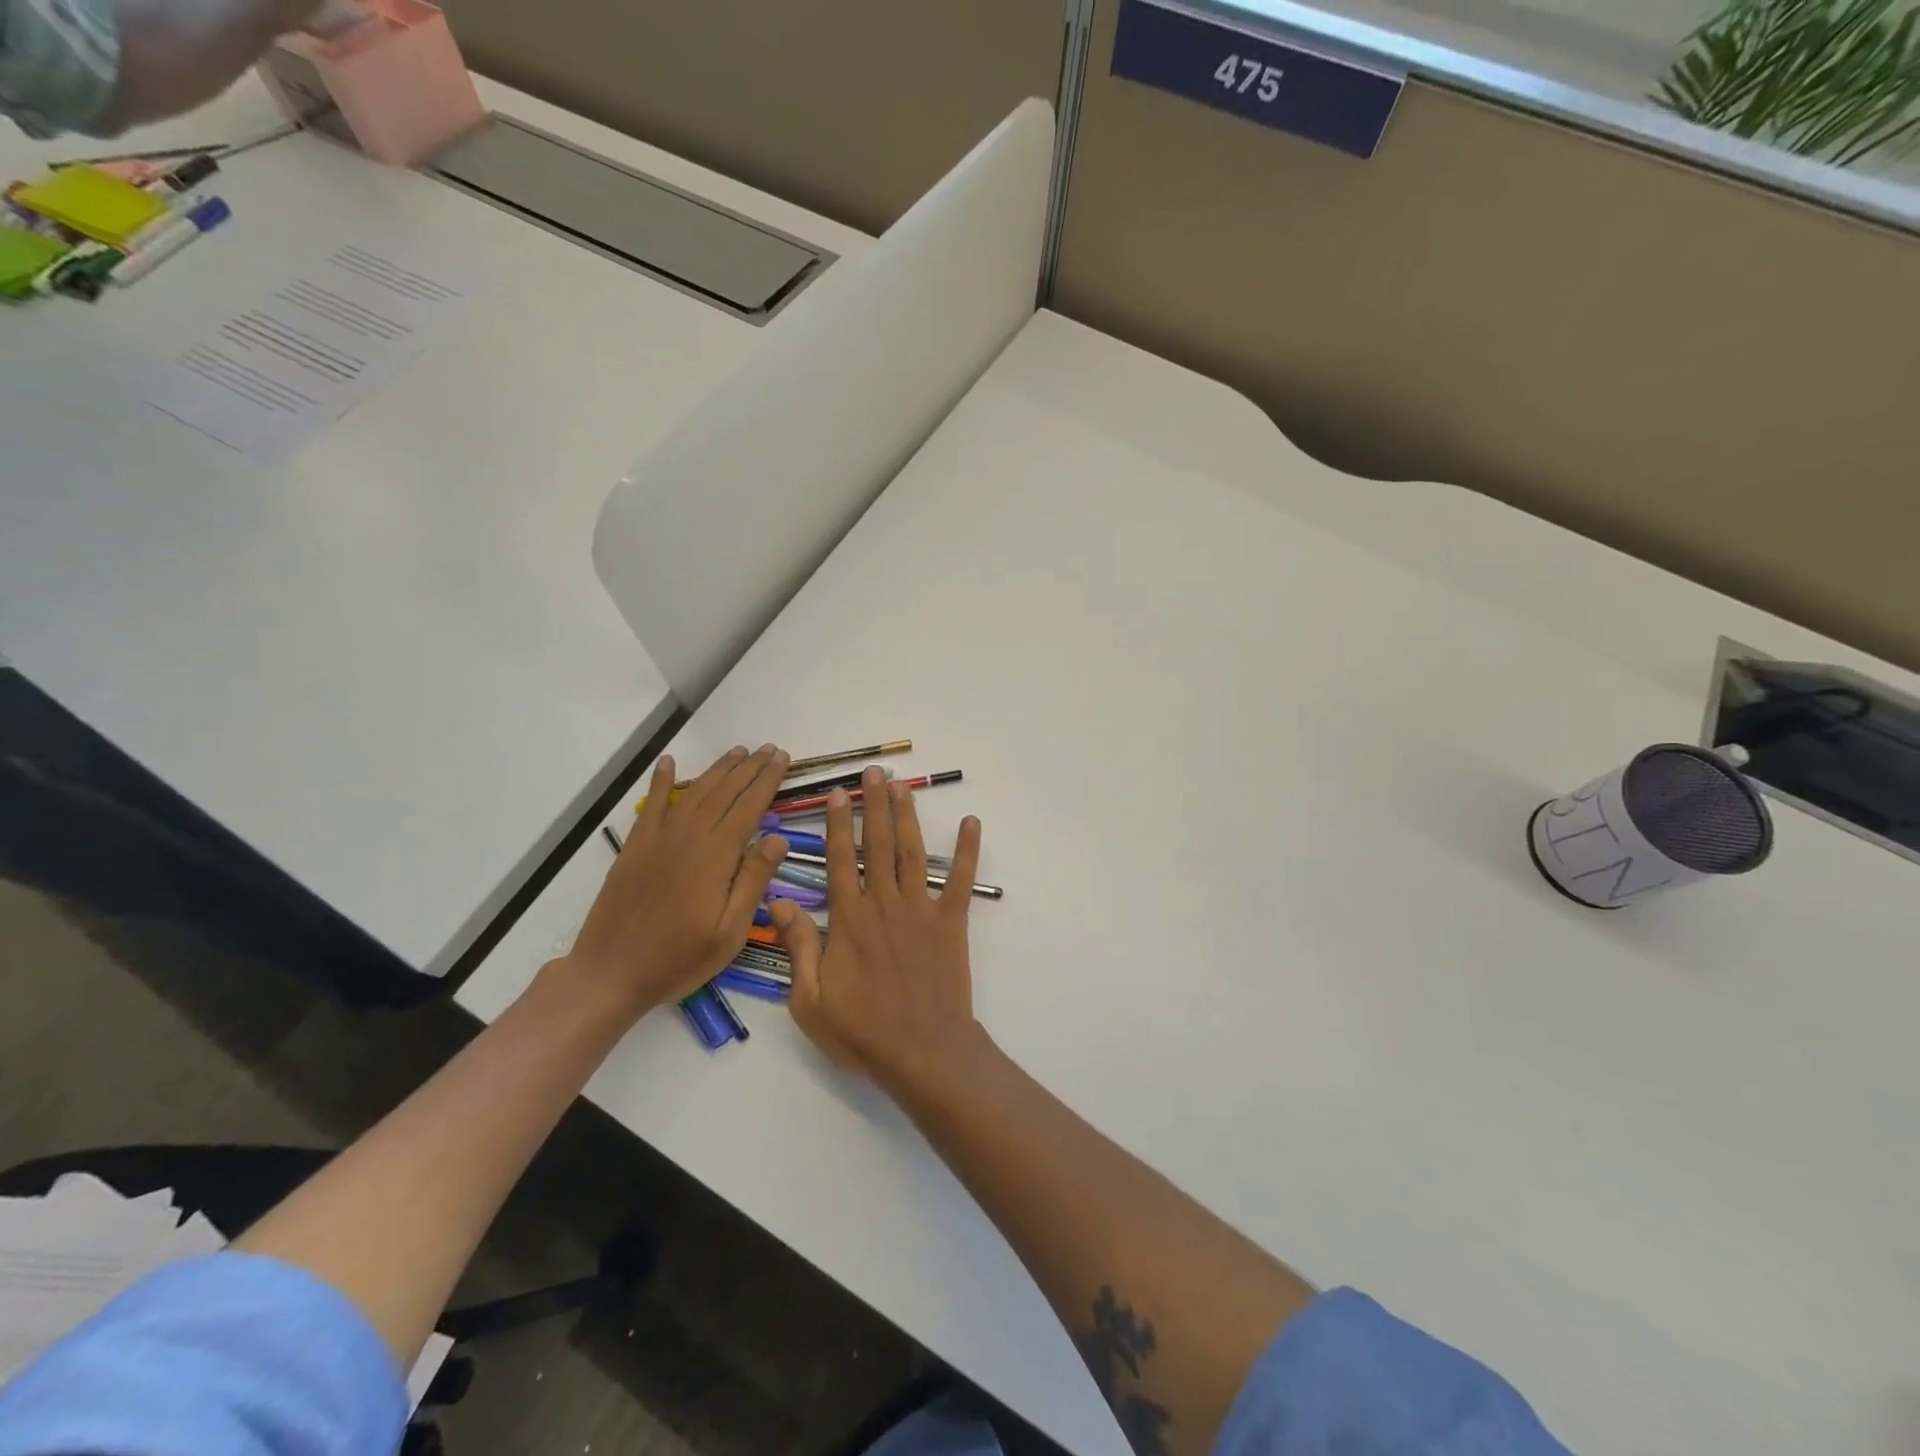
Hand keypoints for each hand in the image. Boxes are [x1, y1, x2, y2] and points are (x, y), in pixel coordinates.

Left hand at [560, 746, 790, 1020]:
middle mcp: (689, 838)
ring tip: (739, 751)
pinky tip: (668, 762)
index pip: (749, 807)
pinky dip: (662, 781)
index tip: (783, 759)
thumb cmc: (679, 958)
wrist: (610, 973)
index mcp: (717, 857)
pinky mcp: (636, 847)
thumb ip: (753, 881)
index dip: (767, 781)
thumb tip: (778, 837)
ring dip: (718, 769)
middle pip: (724, 792)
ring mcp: (659, 839)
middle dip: (749, 768)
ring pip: (695, 793)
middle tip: (769, 749)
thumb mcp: (729, 931)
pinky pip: (652, 805)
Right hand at [773, 767, 983, 1093]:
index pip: (840, 859)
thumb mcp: (810, 999)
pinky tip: (971, 822)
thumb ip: (798, 946)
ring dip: (907, 816)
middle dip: (874, 805)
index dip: (839, 824)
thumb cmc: (862, 1031)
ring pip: (912, 852)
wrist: (922, 1051)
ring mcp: (921, 909)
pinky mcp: (951, 922)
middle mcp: (884, 903)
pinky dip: (968, 850)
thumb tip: (779, 901)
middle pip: (878, 844)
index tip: (839, 794)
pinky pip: (962, 879)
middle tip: (873, 774)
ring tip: (902, 786)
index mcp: (849, 919)